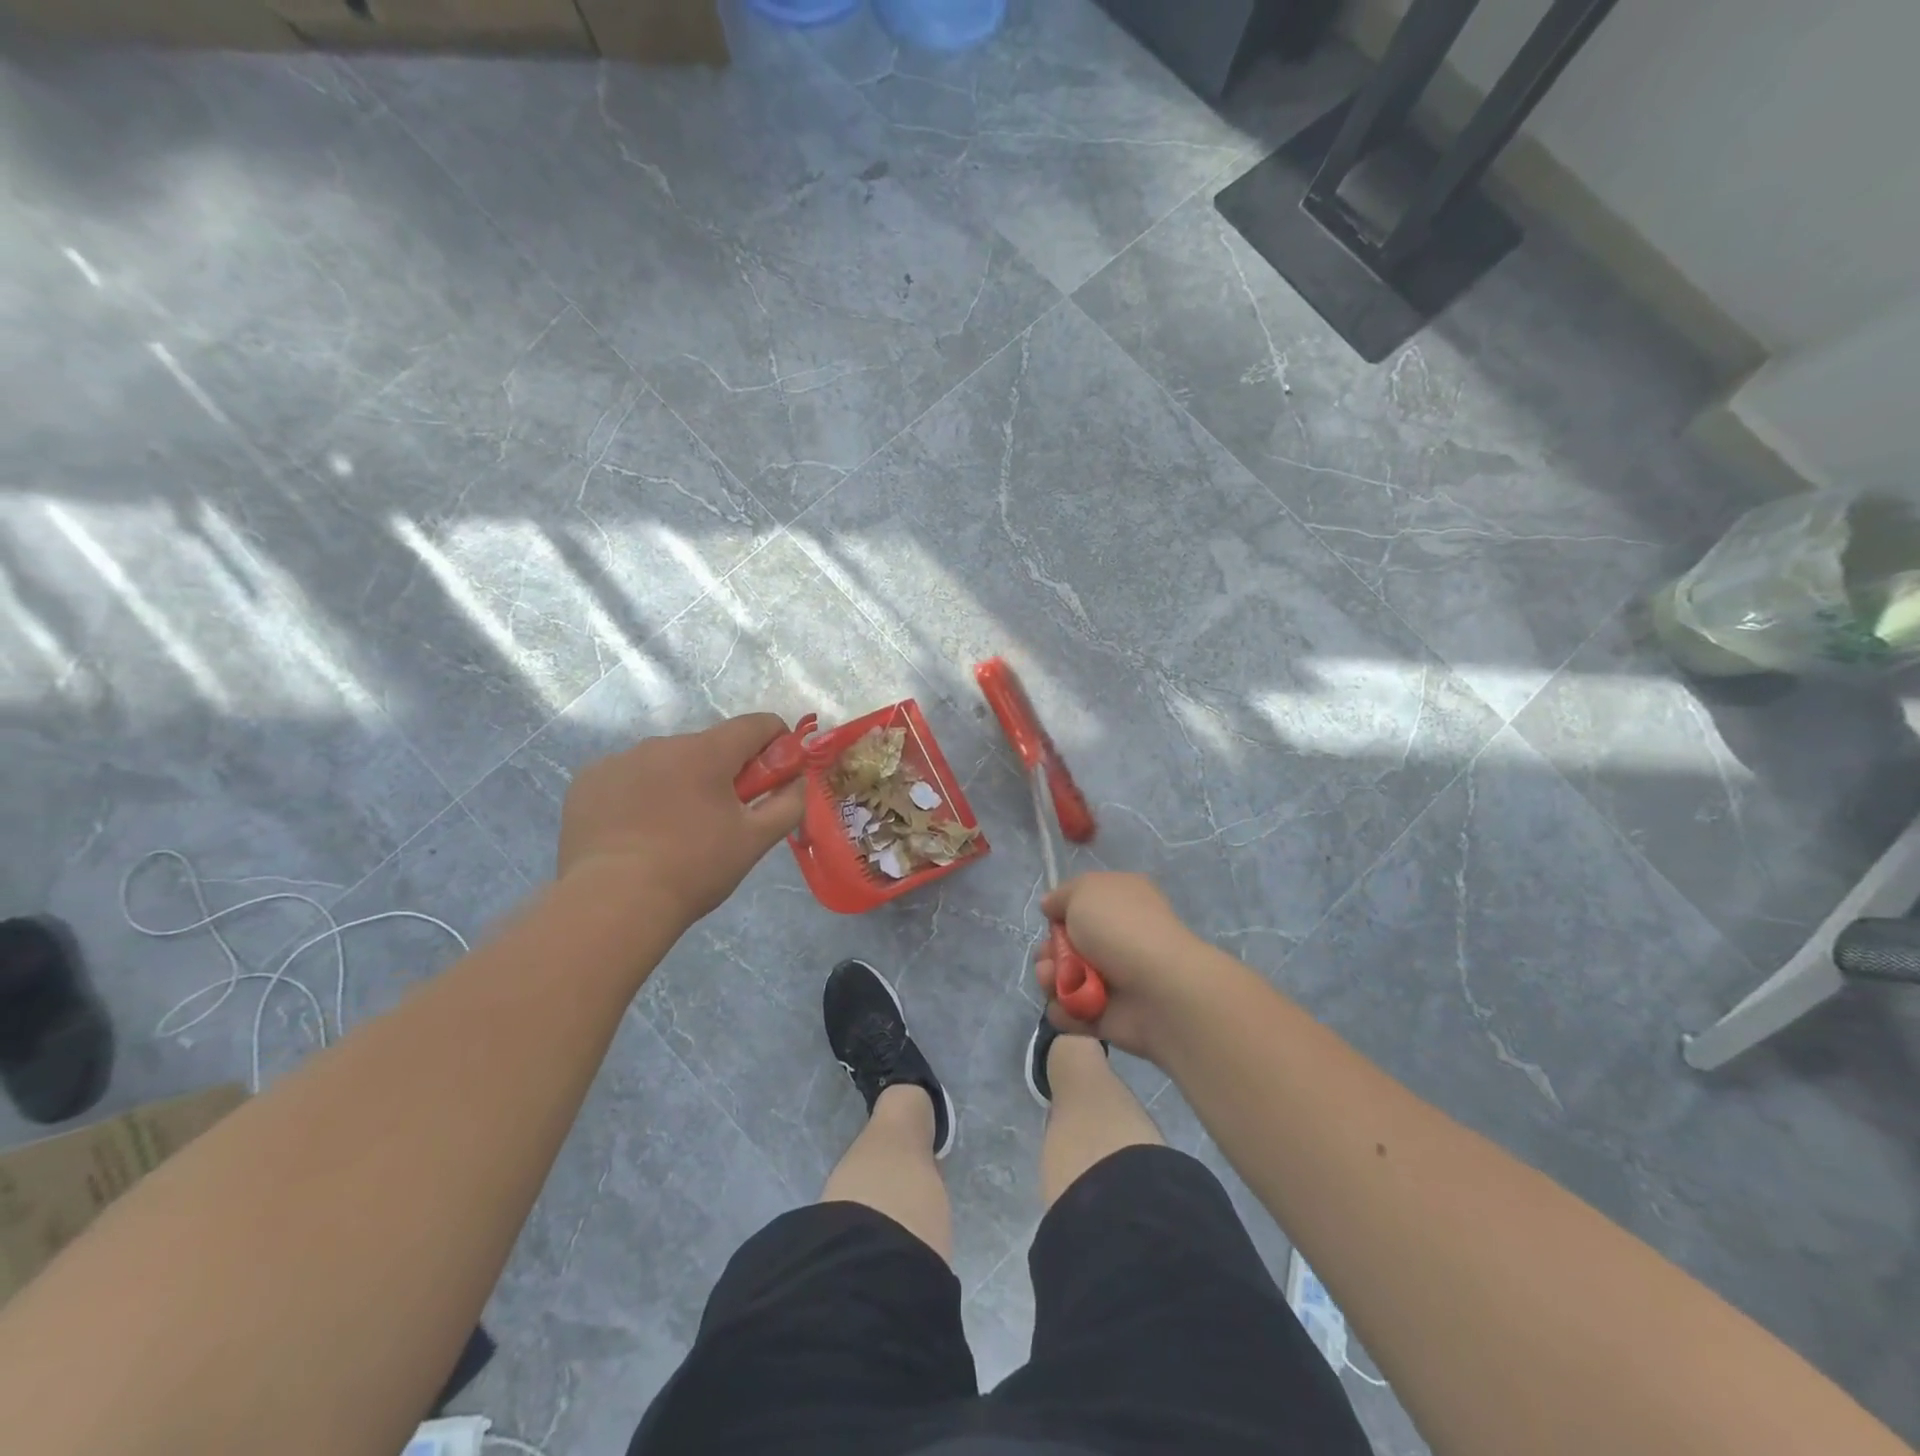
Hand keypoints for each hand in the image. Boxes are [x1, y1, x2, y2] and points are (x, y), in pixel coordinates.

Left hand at [558, 714, 806, 923]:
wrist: (612, 903)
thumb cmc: (694, 868)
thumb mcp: (755, 840)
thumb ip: (788, 804)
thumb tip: (800, 782)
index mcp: (707, 751)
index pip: (756, 725)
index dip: (777, 742)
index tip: (778, 774)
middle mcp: (661, 744)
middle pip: (709, 746)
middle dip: (725, 772)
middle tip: (725, 818)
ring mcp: (619, 761)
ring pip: (666, 763)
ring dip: (680, 783)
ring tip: (674, 832)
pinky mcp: (587, 783)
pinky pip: (627, 778)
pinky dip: (640, 796)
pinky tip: (636, 834)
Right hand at [1034, 872, 1209, 1061]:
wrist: (1158, 989)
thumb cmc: (1121, 928)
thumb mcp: (1085, 891)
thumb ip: (1062, 896)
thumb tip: (1050, 906)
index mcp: (1120, 903)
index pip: (1083, 905)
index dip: (1062, 912)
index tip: (1053, 918)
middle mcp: (1118, 939)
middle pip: (1067, 945)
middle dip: (1048, 951)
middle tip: (1049, 956)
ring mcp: (1114, 980)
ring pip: (1064, 979)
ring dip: (1050, 979)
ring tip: (1054, 981)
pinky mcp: (1108, 1017)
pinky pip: (1073, 1013)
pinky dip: (1064, 1011)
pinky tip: (1067, 1006)